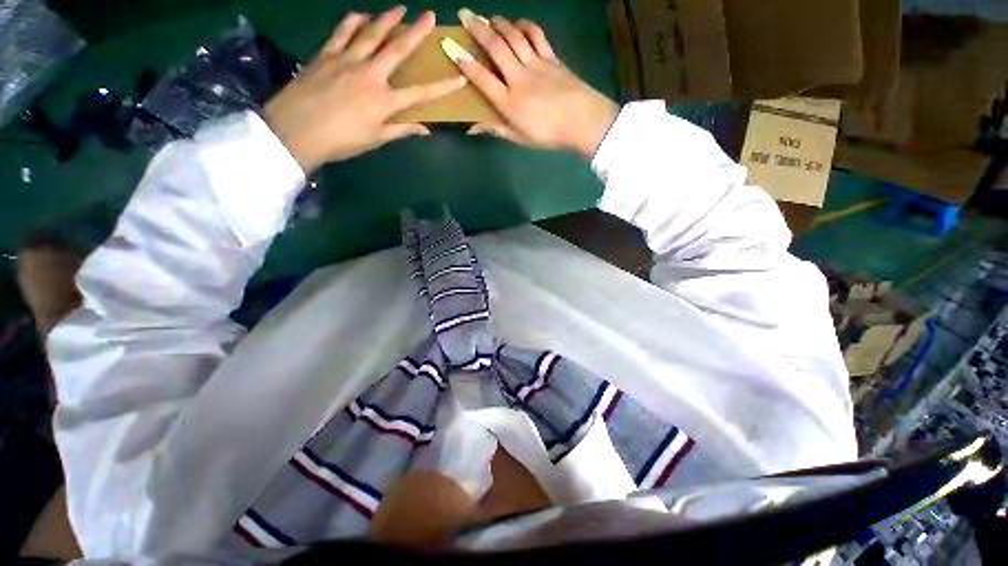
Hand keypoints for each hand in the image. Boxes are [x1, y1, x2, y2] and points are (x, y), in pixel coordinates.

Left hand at [263, 7, 466, 171]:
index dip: (442, 87)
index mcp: (384, 101)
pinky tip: (361, 15)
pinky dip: (353, 21)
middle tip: (429, 15)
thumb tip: (425, 129)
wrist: (296, 131)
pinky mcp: (326, 54)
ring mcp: (347, 60)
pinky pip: (342, 31)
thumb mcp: (375, 140)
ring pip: (371, 33)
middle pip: (397, 49)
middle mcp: (370, 75)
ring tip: (399, 8)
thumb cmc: (341, 141)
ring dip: (387, 18)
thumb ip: (401, 131)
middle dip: (416, 31)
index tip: (459, 78)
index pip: (421, 93)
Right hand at [448, 10, 618, 159]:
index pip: (482, 78)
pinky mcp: (552, 58)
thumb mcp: (519, 138)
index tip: (450, 46)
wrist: (583, 122)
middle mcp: (519, 78)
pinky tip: (518, 23)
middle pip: (496, 48)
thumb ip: (495, 129)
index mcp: (509, 102)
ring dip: (499, 23)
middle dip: (478, 29)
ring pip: (514, 37)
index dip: (464, 62)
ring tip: (488, 16)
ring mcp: (536, 65)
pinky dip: (526, 26)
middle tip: (464, 14)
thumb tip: (471, 128)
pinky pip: (537, 36)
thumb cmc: (549, 135)